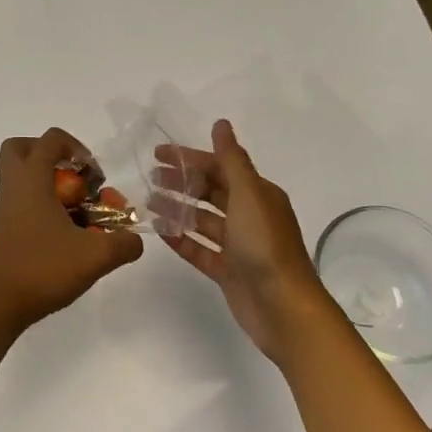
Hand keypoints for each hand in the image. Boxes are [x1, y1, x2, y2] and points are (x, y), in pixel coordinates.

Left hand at [0, 128, 144, 327]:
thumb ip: (123, 244)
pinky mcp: (4, 228)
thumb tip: (134, 240)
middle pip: (23, 149)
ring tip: (76, 211)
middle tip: (74, 178)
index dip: (77, 148)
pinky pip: (23, 201)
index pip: (50, 139)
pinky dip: (43, 207)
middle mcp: (14, 186)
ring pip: (22, 177)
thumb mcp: (95, 256)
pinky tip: (65, 235)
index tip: (93, 175)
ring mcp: (5, 208)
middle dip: (51, 156)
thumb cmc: (42, 268)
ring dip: (50, 185)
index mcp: (31, 179)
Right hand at [154, 119, 333, 365]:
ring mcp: (238, 245)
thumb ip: (231, 160)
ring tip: (148, 203)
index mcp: (258, 194)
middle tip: (149, 178)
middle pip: (210, 192)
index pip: (219, 167)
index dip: (190, 158)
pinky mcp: (227, 271)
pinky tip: (160, 231)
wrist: (283, 307)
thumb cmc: (265, 245)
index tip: (158, 153)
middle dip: (181, 182)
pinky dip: (181, 239)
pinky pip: (199, 249)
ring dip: (177, 209)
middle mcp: (249, 216)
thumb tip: (221, 124)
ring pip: (202, 220)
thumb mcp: (248, 194)